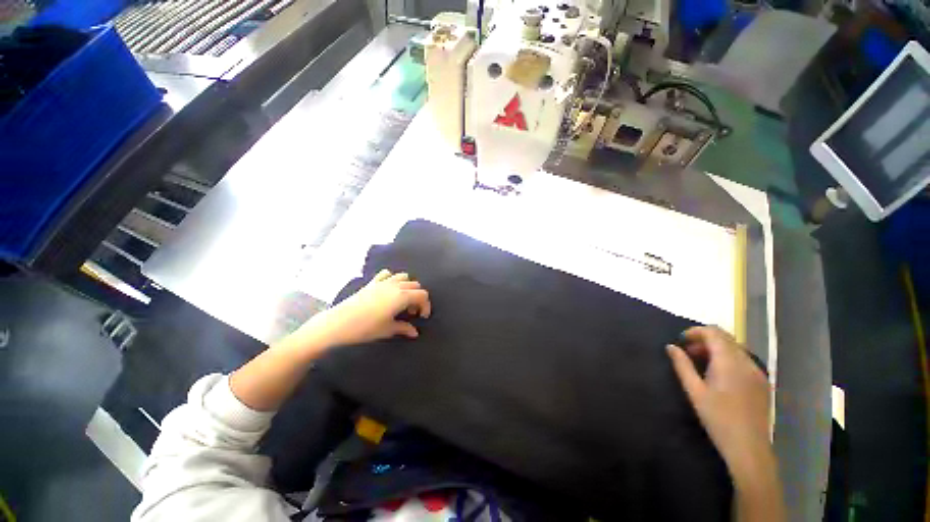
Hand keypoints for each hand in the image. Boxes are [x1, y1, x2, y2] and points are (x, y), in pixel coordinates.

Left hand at [299, 269, 431, 350]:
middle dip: (417, 297)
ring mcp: (383, 282)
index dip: (426, 305)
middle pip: (415, 285)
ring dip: (407, 286)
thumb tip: (415, 332)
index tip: (421, 317)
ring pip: (403, 277)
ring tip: (402, 300)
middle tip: (411, 312)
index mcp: (402, 296)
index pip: (422, 295)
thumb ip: (404, 328)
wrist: (338, 323)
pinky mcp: (372, 282)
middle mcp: (396, 285)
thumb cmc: (366, 328)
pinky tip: (388, 290)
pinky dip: (392, 279)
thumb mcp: (387, 329)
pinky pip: (387, 274)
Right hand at [666, 326, 771, 478]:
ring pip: (735, 347)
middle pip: (726, 337)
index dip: (696, 332)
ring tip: (701, 362)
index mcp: (729, 362)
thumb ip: (682, 365)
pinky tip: (719, 374)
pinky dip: (728, 358)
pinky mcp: (762, 382)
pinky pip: (743, 359)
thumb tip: (671, 347)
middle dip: (705, 339)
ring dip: (716, 348)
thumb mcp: (694, 391)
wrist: (749, 447)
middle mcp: (747, 362)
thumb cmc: (717, 418)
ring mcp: (757, 372)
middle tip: (688, 351)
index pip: (714, 332)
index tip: (681, 341)